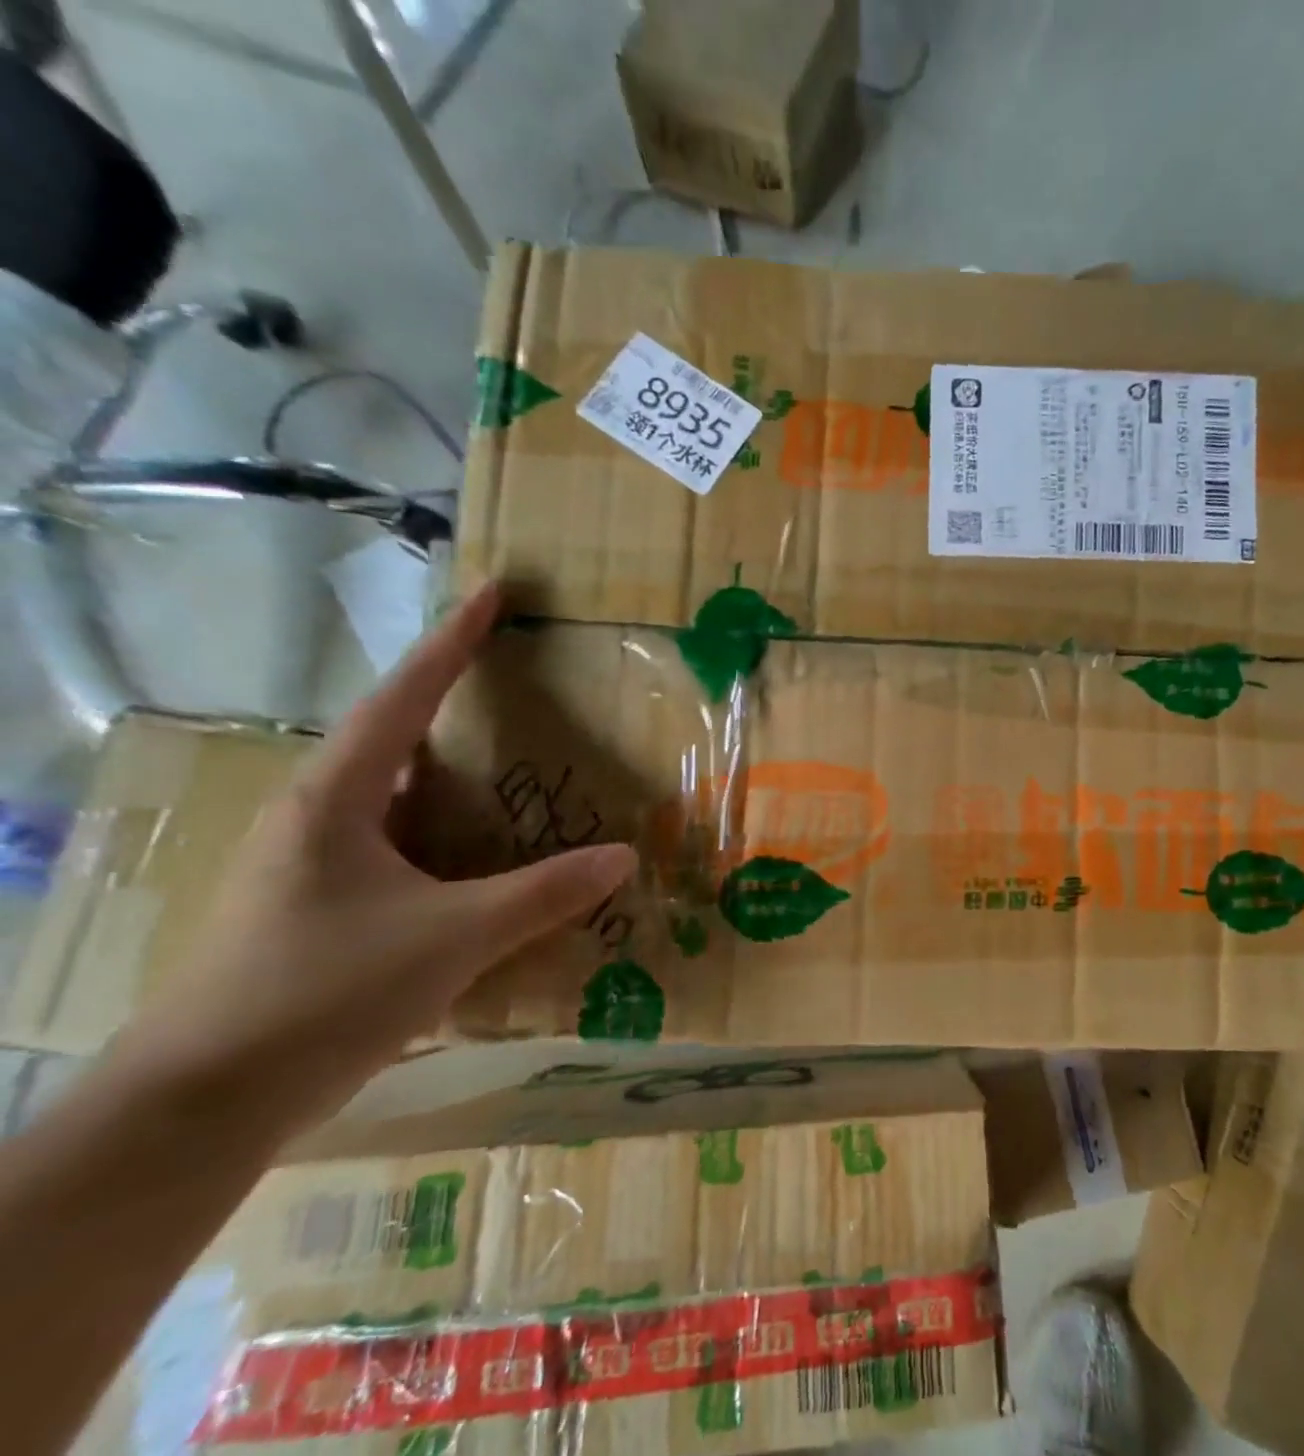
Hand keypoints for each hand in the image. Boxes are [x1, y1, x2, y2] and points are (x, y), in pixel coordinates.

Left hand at [117, 582, 636, 1128]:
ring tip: (510, 759)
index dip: (452, 641)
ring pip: (395, 792)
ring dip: (450, 769)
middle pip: (393, 734)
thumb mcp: (453, 937)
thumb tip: (625, 857)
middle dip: (449, 697)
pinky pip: (398, 841)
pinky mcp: (319, 905)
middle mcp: (319, 816)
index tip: (493, 592)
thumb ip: (545, 893)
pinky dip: (445, 827)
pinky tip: (481, 851)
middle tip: (513, 677)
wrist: (203, 1103)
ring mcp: (313, 863)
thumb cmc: (323, 993)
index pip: (404, 697)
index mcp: (337, 799)